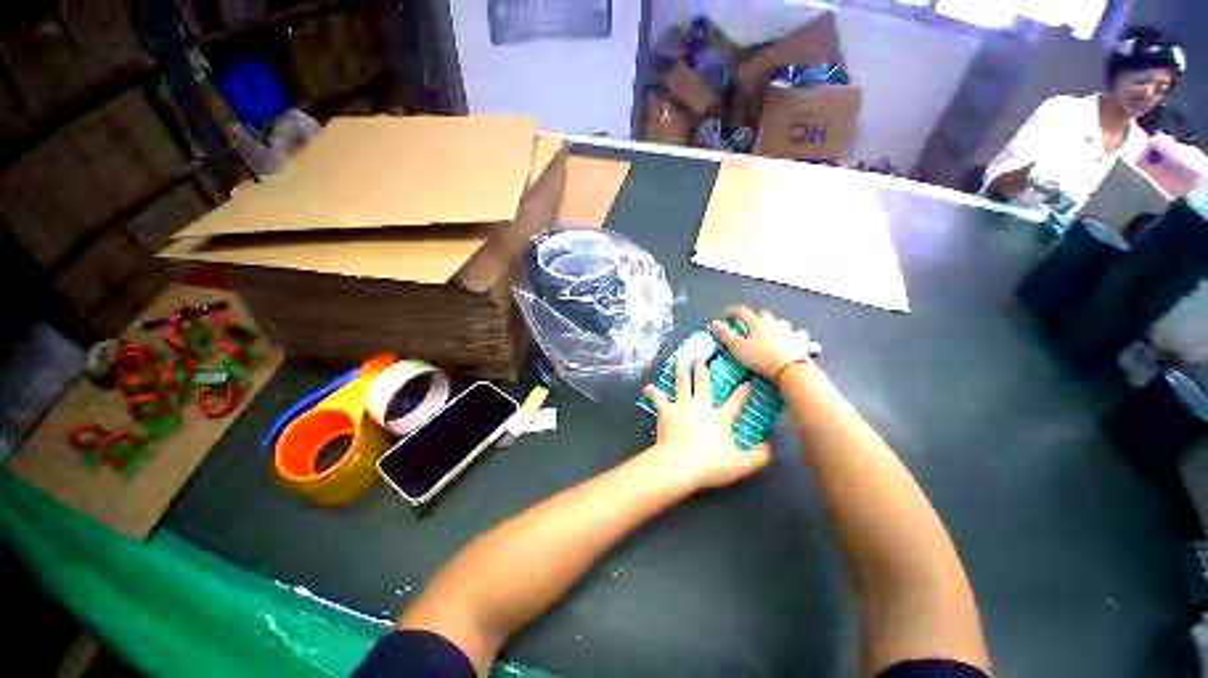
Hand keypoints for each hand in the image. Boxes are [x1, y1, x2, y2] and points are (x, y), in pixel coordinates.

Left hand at [641, 357, 770, 490]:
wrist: (680, 463)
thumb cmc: (711, 464)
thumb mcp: (741, 464)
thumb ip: (758, 456)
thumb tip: (770, 448)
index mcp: (720, 416)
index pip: (735, 402)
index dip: (742, 392)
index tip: (746, 382)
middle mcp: (701, 405)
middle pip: (703, 383)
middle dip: (702, 369)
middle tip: (700, 357)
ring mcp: (682, 405)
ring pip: (682, 383)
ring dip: (680, 370)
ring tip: (678, 359)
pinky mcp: (666, 411)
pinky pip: (658, 398)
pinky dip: (652, 392)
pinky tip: (646, 386)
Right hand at [710, 306, 813, 380]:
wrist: (792, 369)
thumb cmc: (761, 358)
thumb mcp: (738, 348)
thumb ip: (725, 335)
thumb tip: (713, 323)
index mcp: (757, 323)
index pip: (742, 312)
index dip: (733, 312)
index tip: (727, 315)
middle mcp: (773, 323)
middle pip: (763, 315)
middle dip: (754, 317)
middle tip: (748, 324)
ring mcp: (789, 331)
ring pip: (780, 322)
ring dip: (774, 324)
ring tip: (770, 330)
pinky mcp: (800, 342)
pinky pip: (796, 334)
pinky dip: (792, 335)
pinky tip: (792, 339)